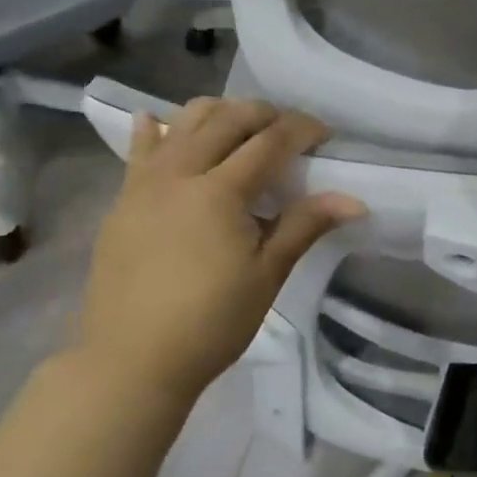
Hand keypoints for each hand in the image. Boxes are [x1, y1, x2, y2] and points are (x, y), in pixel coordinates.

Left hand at [74, 99, 364, 403]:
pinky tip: (161, 123)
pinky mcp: (121, 201)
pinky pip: (140, 149)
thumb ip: (305, 225)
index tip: (326, 135)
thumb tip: (354, 200)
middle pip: (226, 120)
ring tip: (240, 128)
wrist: (130, 362)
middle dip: (263, 114)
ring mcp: (143, 184)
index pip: (269, 142)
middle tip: (289, 130)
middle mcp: (179, 174)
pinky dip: (158, 129)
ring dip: (218, 114)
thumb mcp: (267, 274)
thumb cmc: (210, 322)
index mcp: (219, 192)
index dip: (302, 130)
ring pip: (182, 123)